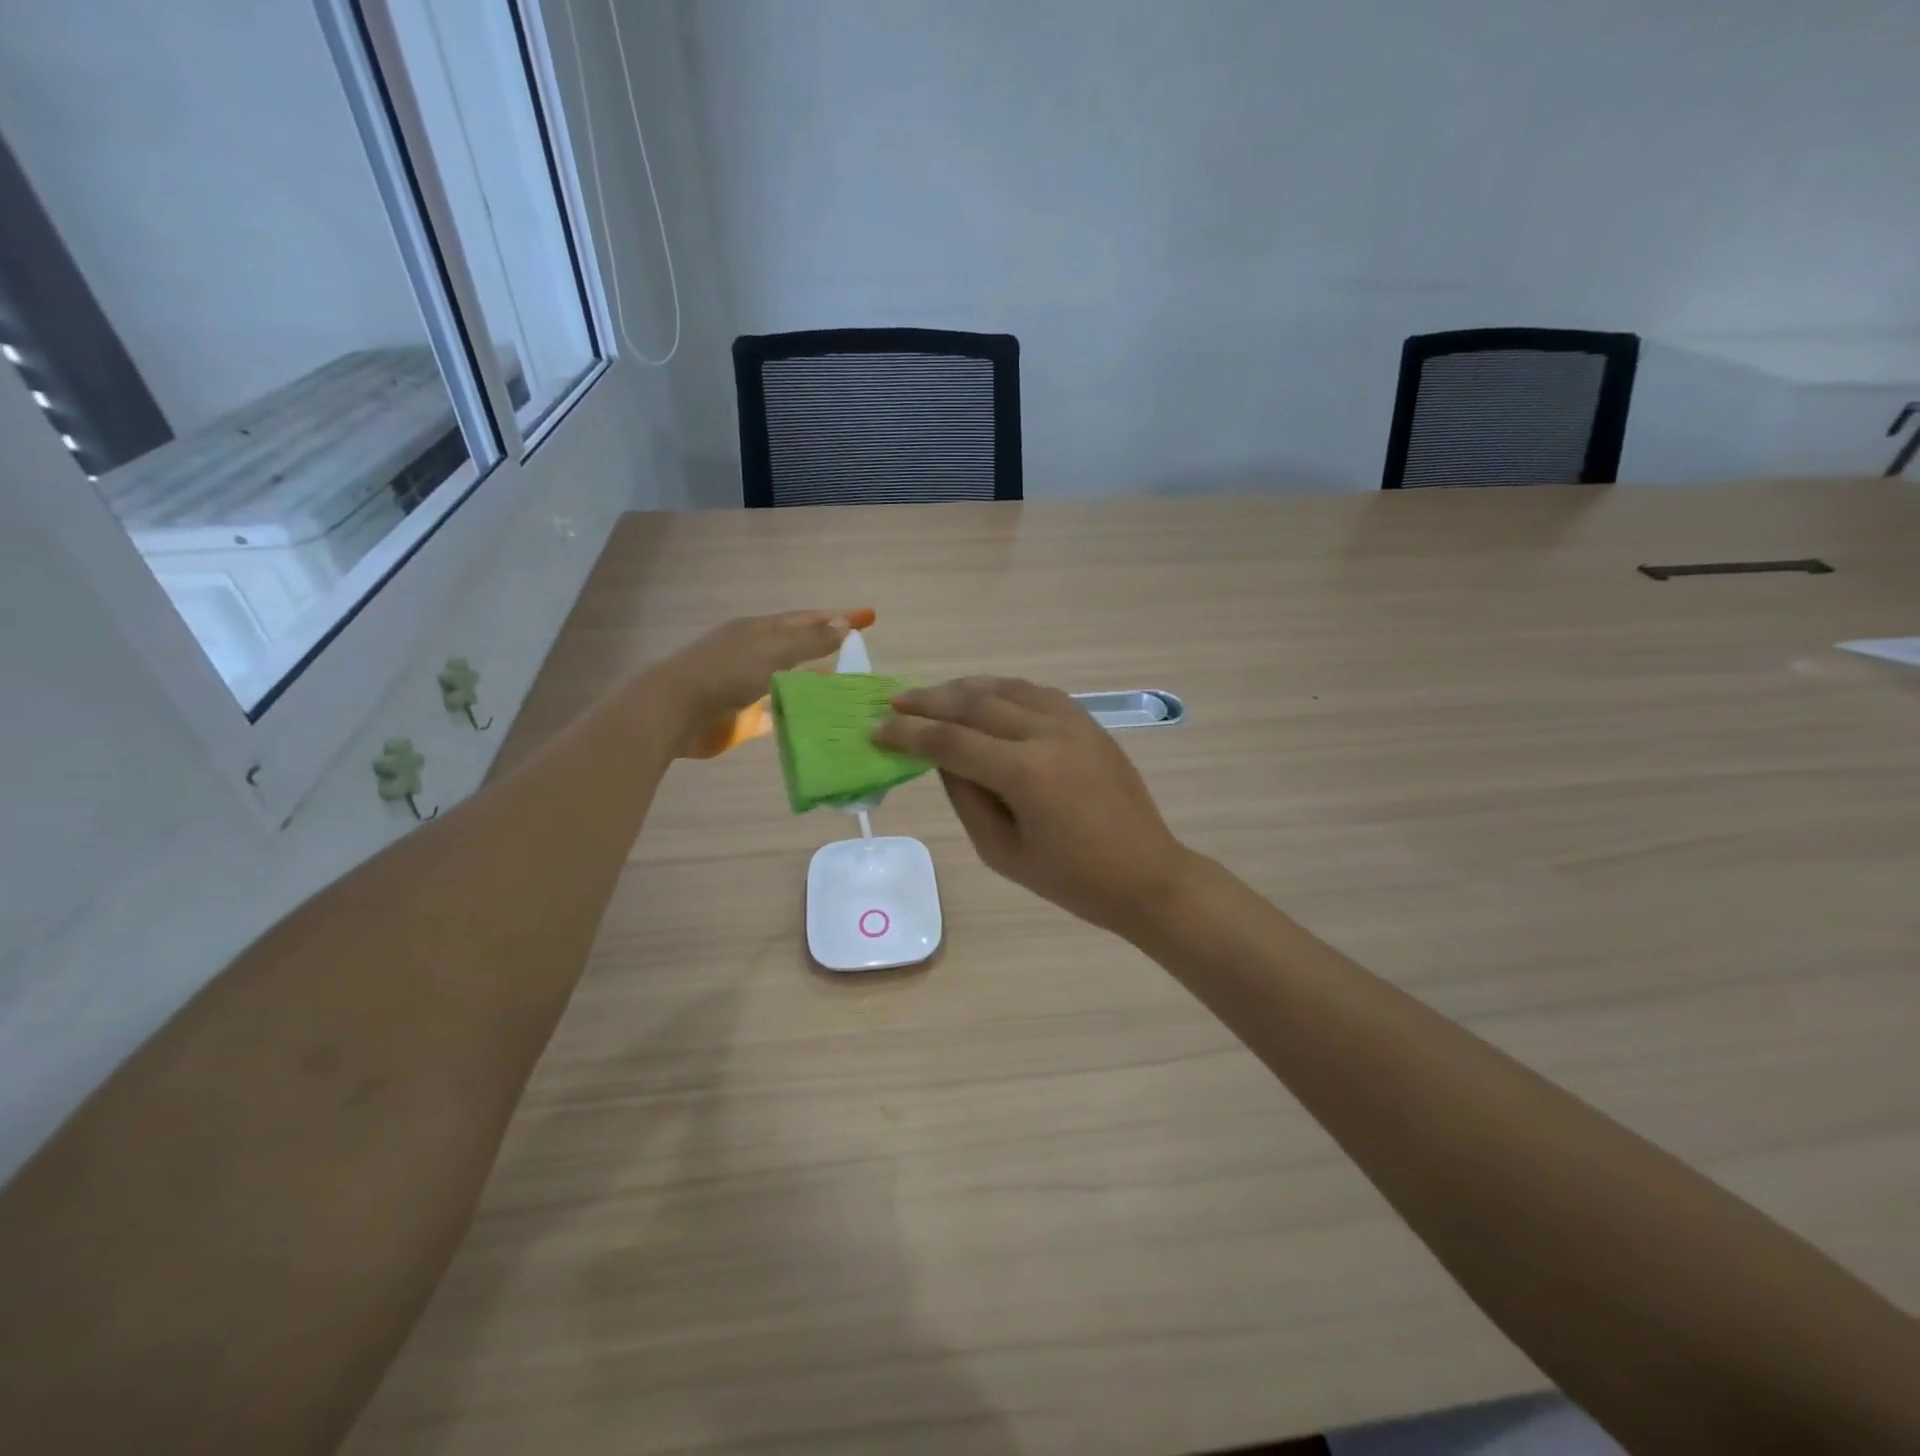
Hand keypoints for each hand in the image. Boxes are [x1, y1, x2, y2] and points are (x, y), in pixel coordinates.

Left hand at [653, 608, 873, 756]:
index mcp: (759, 630)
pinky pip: (782, 712)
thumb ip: (809, 641)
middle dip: (829, 648)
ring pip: (793, 681)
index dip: (838, 617)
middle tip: (863, 655)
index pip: (807, 619)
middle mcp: (756, 654)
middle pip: (800, 648)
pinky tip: (823, 718)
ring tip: (851, 688)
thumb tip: (844, 624)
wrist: (675, 712)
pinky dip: (802, 712)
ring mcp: (751, 686)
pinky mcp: (747, 717)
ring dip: (818, 682)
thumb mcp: (772, 650)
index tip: (870, 617)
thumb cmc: (725, 673)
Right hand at [874, 677, 1197, 937]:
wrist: (1146, 875)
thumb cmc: (1072, 880)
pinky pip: (1036, 692)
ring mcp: (1073, 722)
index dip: (908, 734)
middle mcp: (1048, 734)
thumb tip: (941, 758)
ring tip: (933, 693)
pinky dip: (1003, 690)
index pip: (951, 741)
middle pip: (976, 704)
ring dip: (964, 687)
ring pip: (1007, 688)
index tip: (877, 729)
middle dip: (929, 700)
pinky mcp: (1089, 723)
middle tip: (894, 700)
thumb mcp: (1003, 852)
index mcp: (1025, 773)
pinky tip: (985, 696)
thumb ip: (966, 799)